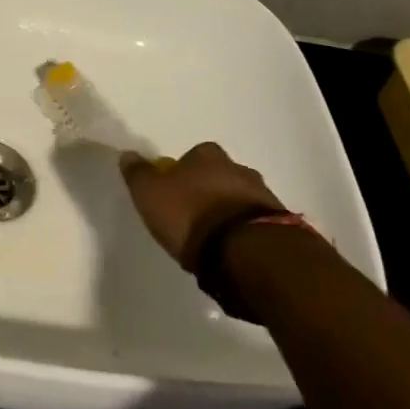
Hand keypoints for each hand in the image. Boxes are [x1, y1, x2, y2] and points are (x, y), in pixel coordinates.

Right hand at [118, 141, 284, 269]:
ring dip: (228, 213)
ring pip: (239, 200)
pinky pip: (255, 225)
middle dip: (208, 192)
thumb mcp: (150, 194)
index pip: (191, 156)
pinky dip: (244, 234)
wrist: (249, 254)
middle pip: (218, 176)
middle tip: (192, 217)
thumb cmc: (192, 217)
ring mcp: (264, 196)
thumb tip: (128, 154)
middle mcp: (239, 168)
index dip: (180, 173)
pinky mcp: (281, 226)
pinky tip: (233, 253)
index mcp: (208, 155)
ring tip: (214, 240)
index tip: (172, 194)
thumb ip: (138, 173)